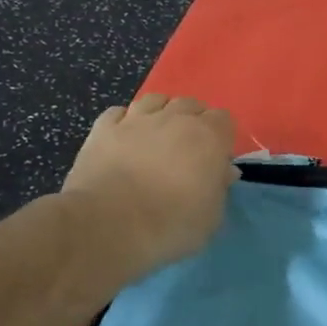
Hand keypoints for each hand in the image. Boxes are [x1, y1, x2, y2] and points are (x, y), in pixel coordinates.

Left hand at [59, 93, 239, 277]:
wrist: (108, 225)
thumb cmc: (171, 223)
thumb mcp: (211, 215)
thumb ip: (219, 187)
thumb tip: (223, 171)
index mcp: (208, 136)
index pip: (224, 118)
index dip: (222, 136)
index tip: (217, 158)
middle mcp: (174, 119)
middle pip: (191, 104)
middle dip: (194, 121)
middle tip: (189, 148)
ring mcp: (136, 120)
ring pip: (155, 100)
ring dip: (162, 112)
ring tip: (159, 134)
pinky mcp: (102, 129)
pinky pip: (118, 112)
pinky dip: (125, 120)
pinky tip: (125, 136)